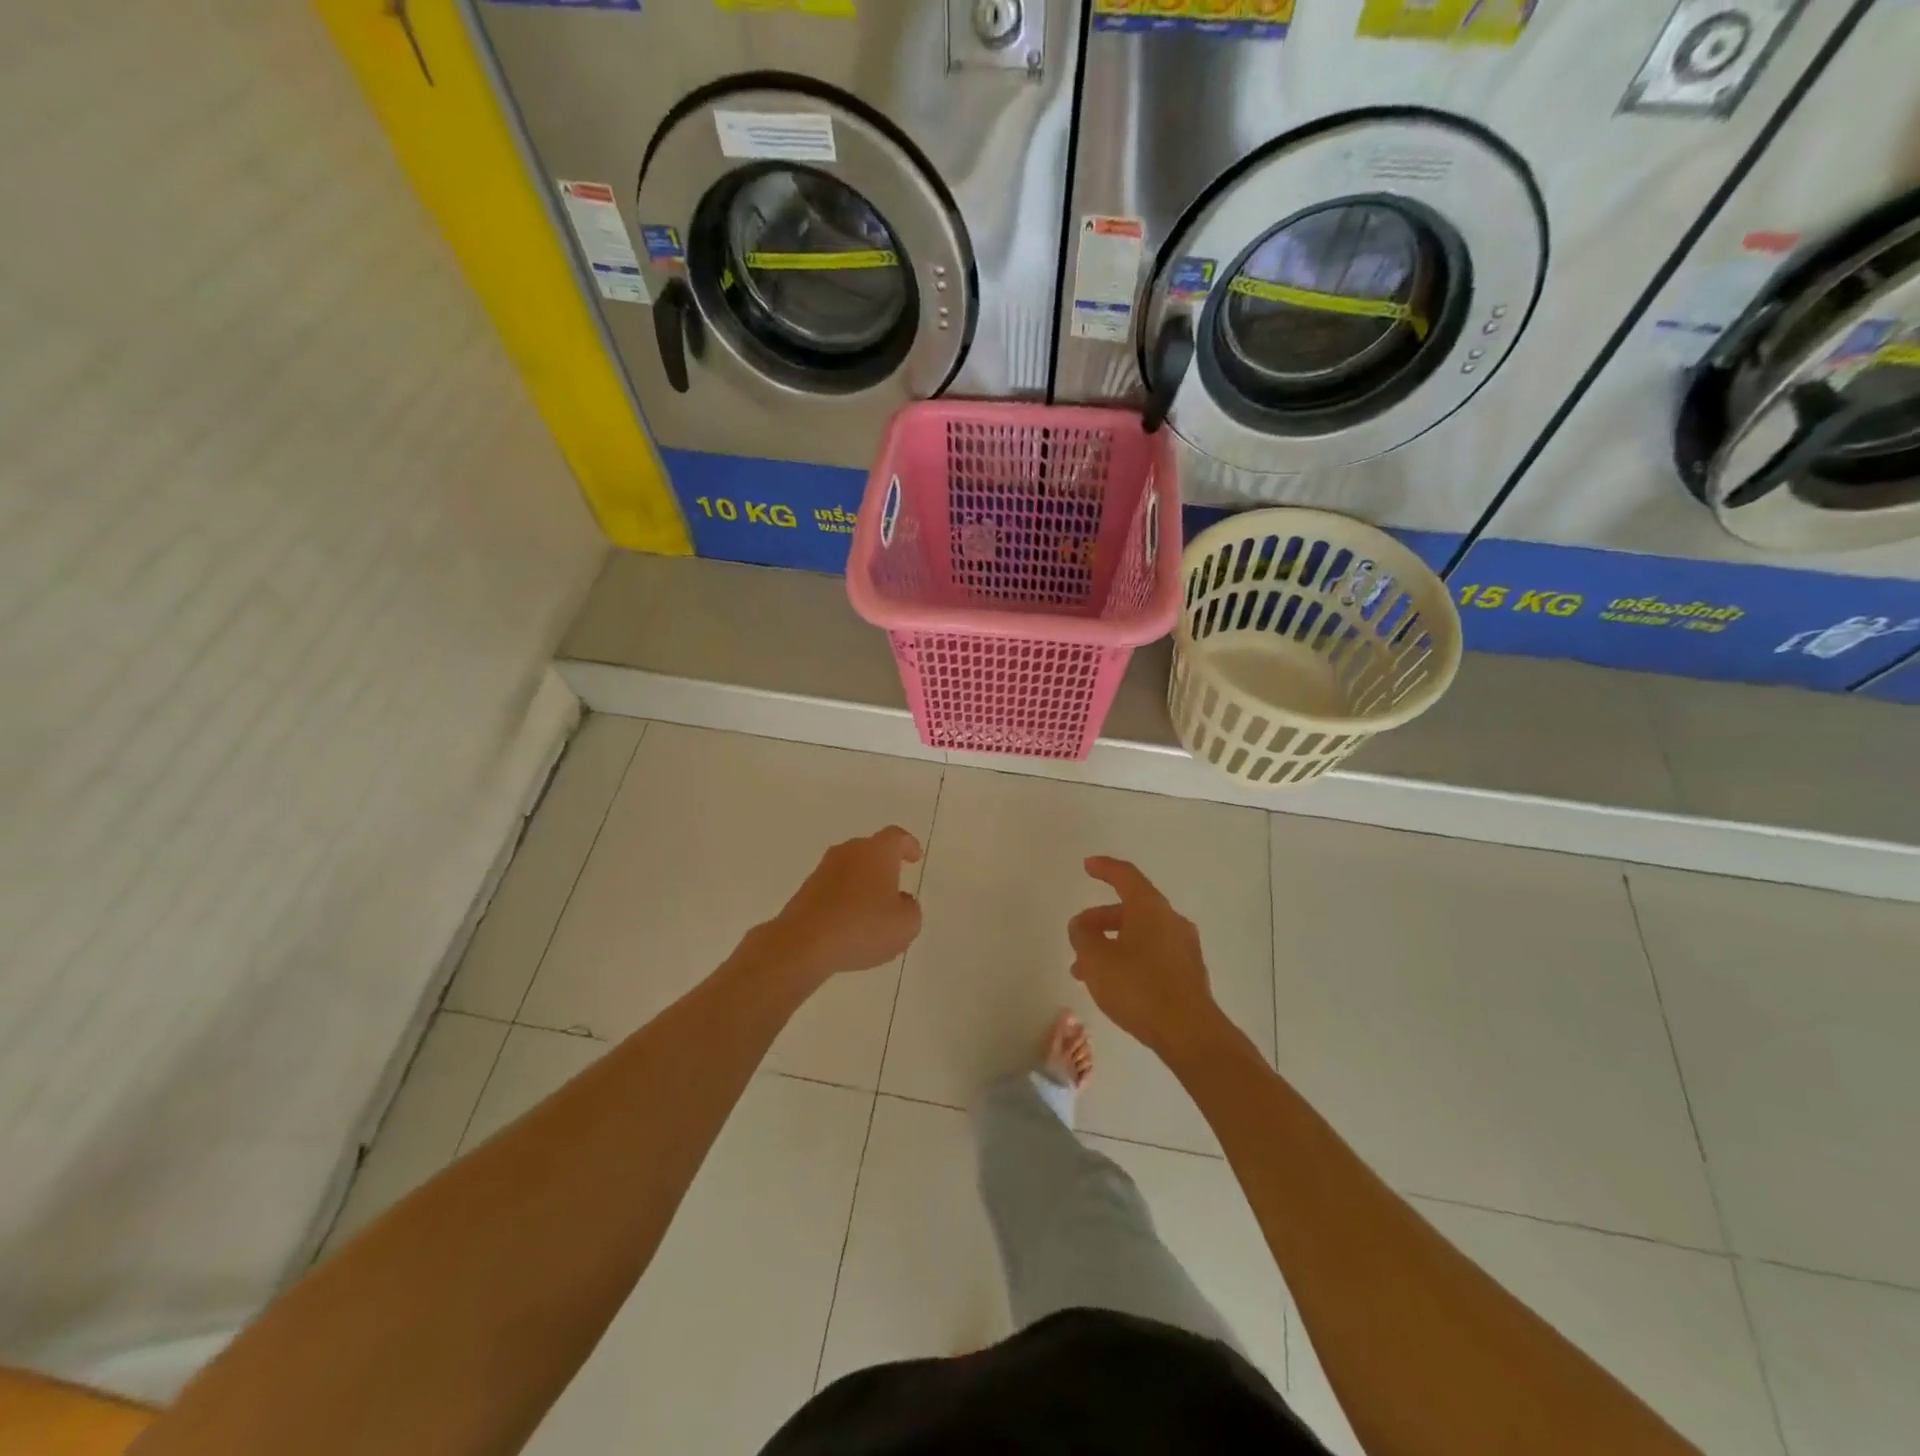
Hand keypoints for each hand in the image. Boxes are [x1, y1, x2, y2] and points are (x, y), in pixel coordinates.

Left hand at [763, 827, 924, 982]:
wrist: (804, 943)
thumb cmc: (863, 927)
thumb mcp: (906, 924)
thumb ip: (910, 908)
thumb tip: (900, 901)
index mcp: (877, 851)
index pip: (897, 837)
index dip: (908, 845)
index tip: (915, 857)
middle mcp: (849, 852)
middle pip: (870, 850)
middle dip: (884, 865)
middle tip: (895, 883)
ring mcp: (823, 870)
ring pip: (850, 869)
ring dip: (862, 883)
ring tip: (872, 909)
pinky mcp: (805, 891)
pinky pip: (833, 889)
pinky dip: (844, 900)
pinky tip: (849, 924)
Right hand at [1067, 857, 1224, 1059]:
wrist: (1189, 1033)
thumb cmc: (1138, 987)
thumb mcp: (1096, 959)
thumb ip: (1083, 936)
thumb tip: (1082, 925)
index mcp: (1150, 908)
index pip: (1126, 876)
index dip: (1105, 868)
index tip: (1088, 865)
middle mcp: (1171, 920)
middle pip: (1132, 908)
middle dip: (1101, 919)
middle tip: (1078, 935)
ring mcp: (1184, 947)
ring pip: (1140, 935)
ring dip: (1112, 944)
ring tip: (1085, 970)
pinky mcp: (1189, 973)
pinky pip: (1153, 955)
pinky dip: (1130, 959)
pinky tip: (1113, 984)